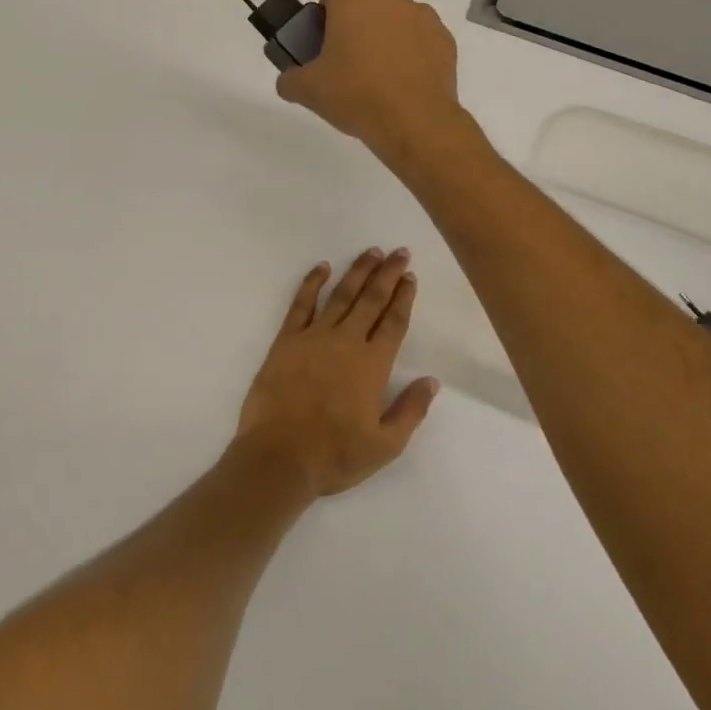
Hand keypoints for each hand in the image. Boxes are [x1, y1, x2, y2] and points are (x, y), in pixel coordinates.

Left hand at [235, 249, 440, 497]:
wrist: (278, 457)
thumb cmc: (334, 455)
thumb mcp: (385, 445)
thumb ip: (410, 410)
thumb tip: (431, 381)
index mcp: (373, 365)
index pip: (394, 322)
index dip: (404, 297)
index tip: (410, 276)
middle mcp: (346, 342)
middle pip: (371, 299)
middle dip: (387, 274)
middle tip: (398, 252)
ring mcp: (314, 337)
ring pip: (341, 295)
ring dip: (358, 271)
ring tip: (371, 253)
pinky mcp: (286, 340)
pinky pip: (301, 304)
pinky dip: (312, 283)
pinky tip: (322, 268)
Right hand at [276, 0, 465, 166]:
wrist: (414, 121)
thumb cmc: (356, 96)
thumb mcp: (309, 91)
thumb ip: (290, 79)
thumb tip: (288, 80)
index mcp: (352, 0)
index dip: (328, 3)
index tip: (326, 32)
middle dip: (361, 0)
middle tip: (351, 38)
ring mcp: (421, 15)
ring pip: (400, 4)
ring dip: (388, 21)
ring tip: (380, 61)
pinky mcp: (443, 37)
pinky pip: (422, 30)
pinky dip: (413, 43)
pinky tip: (405, 74)